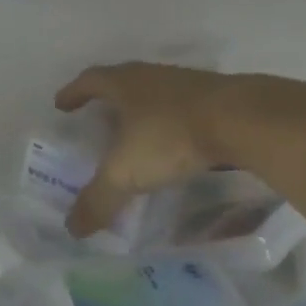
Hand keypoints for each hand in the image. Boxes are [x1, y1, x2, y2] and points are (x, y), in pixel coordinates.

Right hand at [55, 63, 240, 237]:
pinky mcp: (219, 100)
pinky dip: (173, 125)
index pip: (90, 80)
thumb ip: (98, 200)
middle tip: (97, 121)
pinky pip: (185, 110)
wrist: (244, 121)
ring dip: (143, 112)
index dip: (73, 93)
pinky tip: (176, 145)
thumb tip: (72, 228)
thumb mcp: (126, 173)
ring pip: (157, 95)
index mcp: (125, 84)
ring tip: (136, 136)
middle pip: (124, 83)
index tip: (61, 104)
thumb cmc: (172, 137)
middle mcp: (154, 77)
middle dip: (108, 101)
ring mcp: (189, 85)